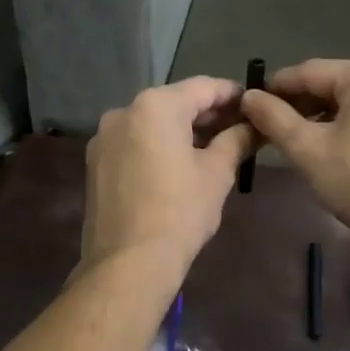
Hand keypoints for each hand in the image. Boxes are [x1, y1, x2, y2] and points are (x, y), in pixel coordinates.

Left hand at [80, 77, 257, 276]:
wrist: (128, 263)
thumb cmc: (180, 212)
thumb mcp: (218, 173)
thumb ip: (236, 140)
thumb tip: (254, 125)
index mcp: (156, 105)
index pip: (203, 87)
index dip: (232, 94)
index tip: (254, 104)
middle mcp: (124, 111)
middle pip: (175, 102)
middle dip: (207, 114)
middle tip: (238, 128)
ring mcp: (104, 137)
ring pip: (152, 123)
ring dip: (181, 131)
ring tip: (212, 149)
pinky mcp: (95, 163)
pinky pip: (134, 143)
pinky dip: (157, 146)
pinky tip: (178, 167)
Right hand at [241, 59, 349, 255]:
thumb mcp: (306, 149)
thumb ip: (273, 117)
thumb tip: (249, 97)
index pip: (310, 73)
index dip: (276, 89)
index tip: (251, 106)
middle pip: (335, 85)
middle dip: (302, 105)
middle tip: (273, 129)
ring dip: (325, 117)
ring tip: (301, 142)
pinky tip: (337, 150)